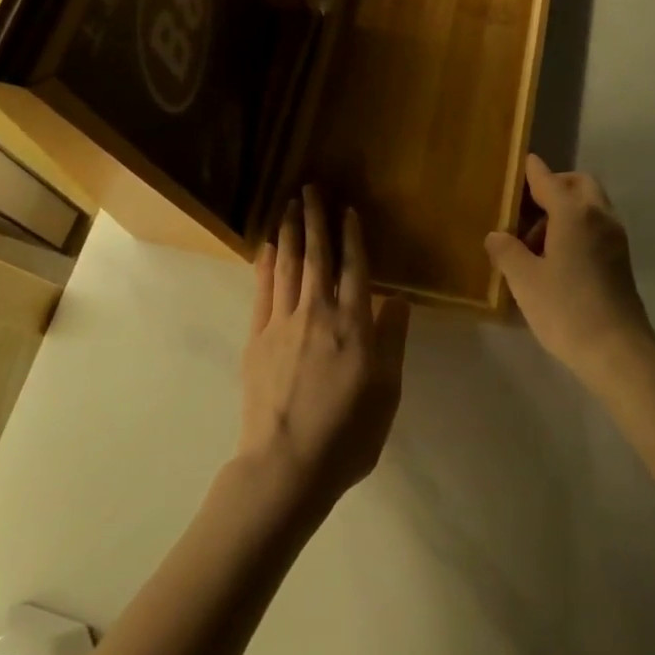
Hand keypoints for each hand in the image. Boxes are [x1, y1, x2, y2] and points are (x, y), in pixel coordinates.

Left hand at [239, 186, 410, 519]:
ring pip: (288, 265)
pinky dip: (265, 264)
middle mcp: (318, 313)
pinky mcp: (258, 338)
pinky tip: (267, 245)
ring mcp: (283, 323)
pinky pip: (263, 290)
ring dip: (290, 232)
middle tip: (311, 188)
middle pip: (317, 256)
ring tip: (290, 205)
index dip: (352, 236)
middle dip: (316, 219)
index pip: (355, 267)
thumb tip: (397, 298)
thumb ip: (392, 339)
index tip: (348, 209)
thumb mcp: (387, 391)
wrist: (287, 466)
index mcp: (353, 324)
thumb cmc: (347, 434)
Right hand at [485, 154, 654, 383]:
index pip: (548, 180)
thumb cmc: (566, 309)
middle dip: (554, 187)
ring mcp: (615, 238)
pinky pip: (597, 226)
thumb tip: (496, 236)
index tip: (520, 163)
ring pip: (590, 205)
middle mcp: (599, 216)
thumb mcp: (524, 280)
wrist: (618, 351)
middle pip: (578, 184)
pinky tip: (557, 258)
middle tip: (527, 210)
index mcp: (574, 213)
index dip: (531, 171)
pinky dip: (578, 227)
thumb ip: (506, 251)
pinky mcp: (622, 259)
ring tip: (536, 242)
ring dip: (565, 210)